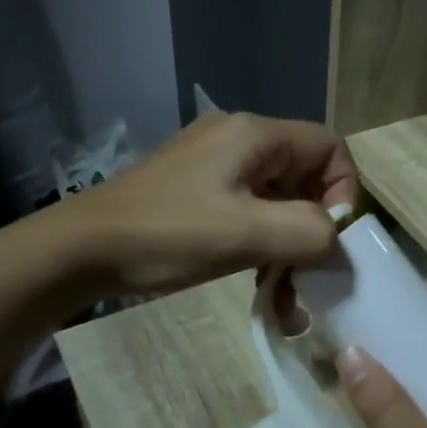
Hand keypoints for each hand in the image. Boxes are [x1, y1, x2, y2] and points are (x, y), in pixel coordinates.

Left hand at [67, 112, 358, 295]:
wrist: (82, 249)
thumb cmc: (168, 234)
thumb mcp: (247, 234)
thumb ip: (309, 233)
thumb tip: (336, 240)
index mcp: (255, 135)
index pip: (330, 148)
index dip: (344, 192)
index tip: (331, 239)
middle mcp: (239, 140)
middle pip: (305, 175)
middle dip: (314, 227)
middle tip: (308, 275)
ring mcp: (215, 165)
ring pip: (278, 199)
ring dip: (289, 244)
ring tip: (283, 292)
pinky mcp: (197, 191)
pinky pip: (250, 212)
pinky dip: (262, 244)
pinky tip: (258, 281)